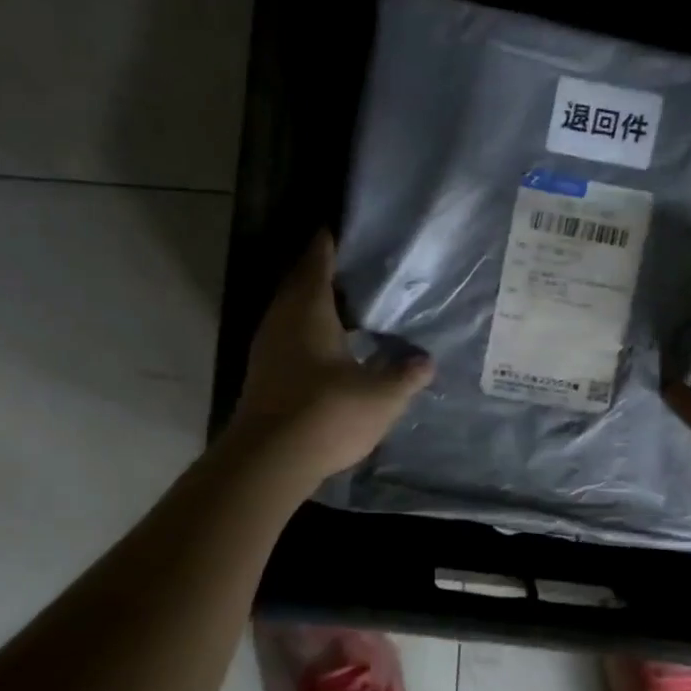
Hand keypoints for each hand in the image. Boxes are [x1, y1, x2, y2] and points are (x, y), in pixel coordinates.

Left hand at [228, 232, 434, 488]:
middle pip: (302, 283)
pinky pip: (290, 335)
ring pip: (293, 311)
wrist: (268, 461)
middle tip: (360, 269)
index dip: (331, 242)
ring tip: (352, 305)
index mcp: (308, 310)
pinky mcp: (264, 373)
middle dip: (326, 273)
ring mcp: (268, 347)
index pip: (318, 260)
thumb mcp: (381, 396)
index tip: (347, 230)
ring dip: (317, 304)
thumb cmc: (327, 413)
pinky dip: (310, 330)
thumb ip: (406, 375)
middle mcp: (282, 319)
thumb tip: (425, 361)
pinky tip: (333, 346)